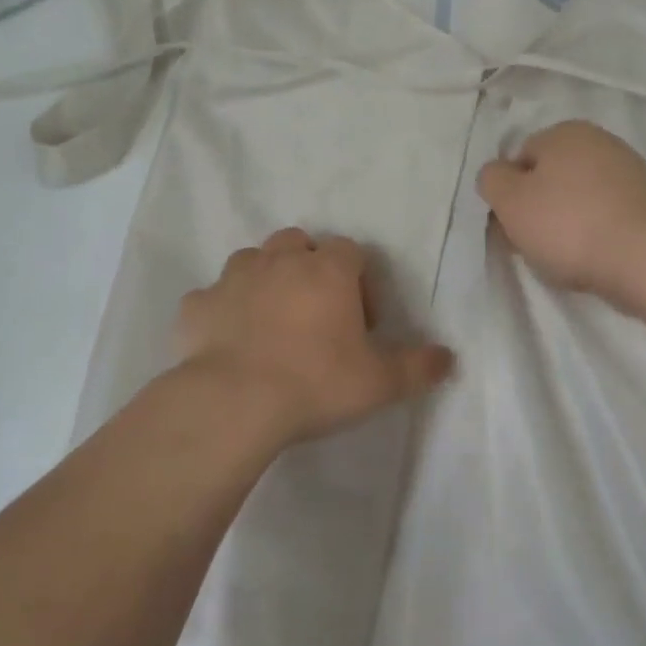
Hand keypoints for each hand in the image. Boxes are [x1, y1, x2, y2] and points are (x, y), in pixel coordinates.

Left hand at [176, 229, 454, 445]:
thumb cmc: (315, 382)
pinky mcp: (196, 304)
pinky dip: (224, 310)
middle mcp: (279, 260)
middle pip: (299, 243)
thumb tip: (448, 358)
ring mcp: (233, 278)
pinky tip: (230, 340)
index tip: (362, 322)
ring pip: (253, 261)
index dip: (361, 281)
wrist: (234, 402)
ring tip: (272, 323)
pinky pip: (213, 297)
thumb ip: (418, 367)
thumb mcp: (380, 382)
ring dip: (266, 280)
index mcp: (327, 269)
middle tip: (317, 313)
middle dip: (310, 268)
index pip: (351, 251)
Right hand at [477, 121, 645, 307]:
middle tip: (532, 242)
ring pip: (577, 197)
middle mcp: (599, 141)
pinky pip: (604, 215)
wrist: (644, 258)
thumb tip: (497, 174)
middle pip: (550, 177)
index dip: (508, 193)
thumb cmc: (567, 225)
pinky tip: (591, 255)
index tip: (510, 225)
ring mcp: (628, 172)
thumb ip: (492, 180)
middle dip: (537, 208)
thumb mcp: (510, 201)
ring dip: (565, 222)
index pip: (519, 158)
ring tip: (563, 254)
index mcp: (564, 132)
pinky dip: (593, 232)